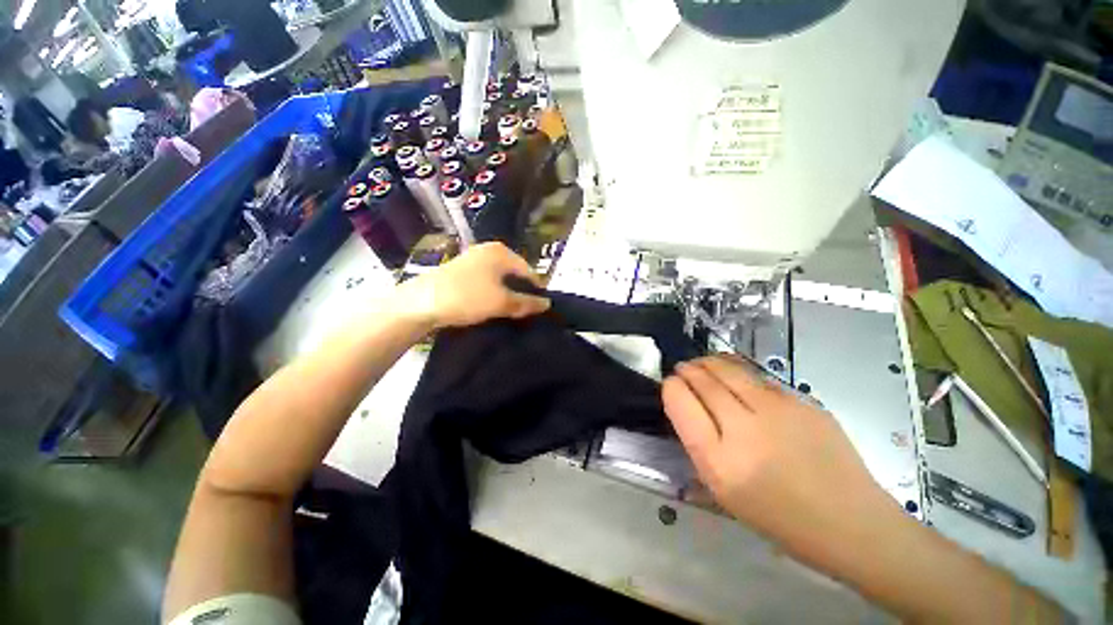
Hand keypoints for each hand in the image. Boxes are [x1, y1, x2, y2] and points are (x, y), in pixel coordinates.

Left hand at [396, 242, 549, 329]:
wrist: (420, 303)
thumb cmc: (467, 297)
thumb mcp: (501, 302)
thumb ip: (527, 303)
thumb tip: (547, 304)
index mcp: (501, 252)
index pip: (529, 271)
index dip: (536, 291)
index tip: (539, 310)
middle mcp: (488, 250)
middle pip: (514, 274)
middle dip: (520, 293)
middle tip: (523, 314)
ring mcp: (473, 260)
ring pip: (499, 280)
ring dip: (506, 295)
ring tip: (508, 313)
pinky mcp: (461, 271)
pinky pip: (486, 282)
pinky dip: (492, 294)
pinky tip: (491, 308)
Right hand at [662, 356, 889, 547]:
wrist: (851, 523)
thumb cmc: (779, 517)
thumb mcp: (723, 492)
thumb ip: (700, 446)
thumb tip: (687, 407)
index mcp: (719, 462)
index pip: (680, 403)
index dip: (671, 387)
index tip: (671, 384)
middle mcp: (745, 430)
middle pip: (703, 381)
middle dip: (687, 370)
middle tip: (683, 369)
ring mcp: (778, 411)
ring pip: (729, 370)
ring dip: (708, 362)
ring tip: (702, 363)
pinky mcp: (802, 401)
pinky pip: (757, 377)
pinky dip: (736, 371)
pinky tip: (733, 375)